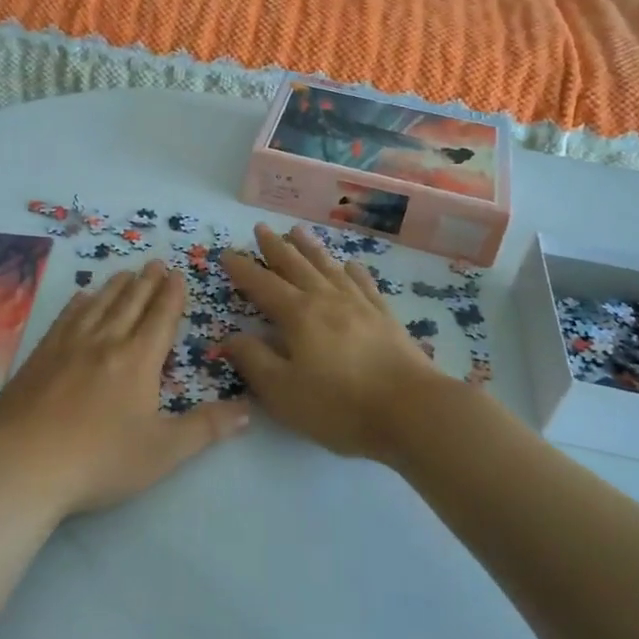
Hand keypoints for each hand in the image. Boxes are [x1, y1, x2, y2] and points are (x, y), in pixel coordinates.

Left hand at [0, 260, 249, 517]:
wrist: (25, 463)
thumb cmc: (100, 460)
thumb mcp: (163, 451)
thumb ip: (206, 428)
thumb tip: (248, 409)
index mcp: (138, 360)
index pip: (160, 318)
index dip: (171, 295)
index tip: (177, 275)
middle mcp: (105, 342)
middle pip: (130, 303)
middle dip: (147, 282)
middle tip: (156, 262)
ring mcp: (68, 345)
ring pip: (98, 304)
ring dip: (116, 286)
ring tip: (126, 272)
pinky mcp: (40, 355)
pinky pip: (66, 318)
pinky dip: (79, 303)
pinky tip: (82, 298)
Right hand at [221, 224, 438, 461]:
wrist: (413, 410)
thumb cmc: (340, 405)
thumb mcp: (283, 392)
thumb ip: (254, 361)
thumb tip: (230, 337)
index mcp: (298, 315)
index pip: (262, 285)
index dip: (242, 269)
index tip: (226, 253)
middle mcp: (326, 300)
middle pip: (296, 266)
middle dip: (275, 247)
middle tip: (261, 228)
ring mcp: (359, 305)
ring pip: (328, 267)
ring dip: (310, 248)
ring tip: (298, 230)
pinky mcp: (385, 317)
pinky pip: (364, 284)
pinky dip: (353, 271)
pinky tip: (350, 265)